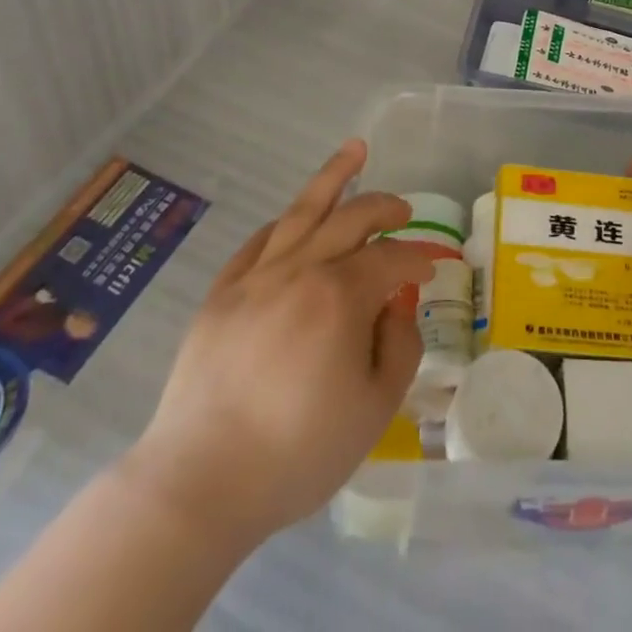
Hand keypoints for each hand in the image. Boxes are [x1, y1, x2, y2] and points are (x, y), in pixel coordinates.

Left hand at [121, 140, 431, 545]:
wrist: (200, 481)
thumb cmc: (297, 451)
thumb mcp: (374, 411)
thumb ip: (399, 349)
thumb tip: (397, 309)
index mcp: (342, 295)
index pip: (392, 259)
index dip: (417, 258)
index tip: (431, 268)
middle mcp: (301, 269)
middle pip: (351, 218)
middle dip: (384, 208)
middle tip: (403, 210)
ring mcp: (257, 277)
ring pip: (302, 211)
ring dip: (333, 177)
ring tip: (355, 150)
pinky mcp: (221, 293)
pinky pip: (258, 242)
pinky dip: (283, 223)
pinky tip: (292, 219)